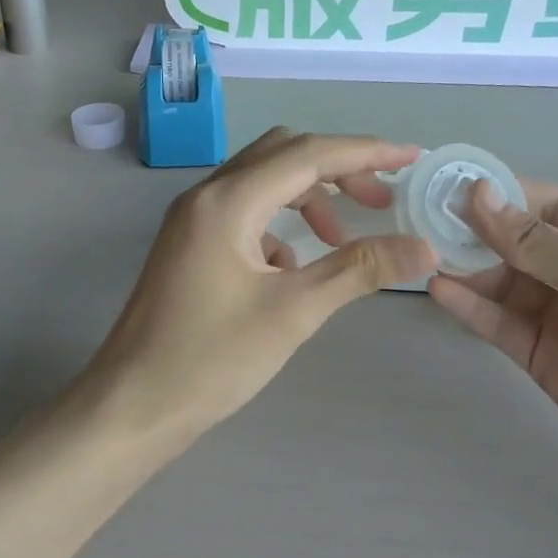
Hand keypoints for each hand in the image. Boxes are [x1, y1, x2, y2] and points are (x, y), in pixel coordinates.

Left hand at [86, 130, 436, 452]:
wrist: (133, 405)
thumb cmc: (211, 359)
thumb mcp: (293, 312)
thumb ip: (359, 270)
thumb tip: (424, 248)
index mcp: (227, 201)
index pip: (308, 154)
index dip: (365, 152)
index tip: (411, 159)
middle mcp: (206, 196)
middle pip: (282, 155)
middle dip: (337, 170)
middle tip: (380, 202)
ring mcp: (191, 220)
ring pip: (262, 183)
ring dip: (308, 199)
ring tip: (341, 241)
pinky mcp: (188, 245)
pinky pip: (243, 214)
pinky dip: (279, 226)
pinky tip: (292, 270)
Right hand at [427, 179, 557, 533]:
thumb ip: (541, 245)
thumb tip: (476, 197)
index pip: (546, 205)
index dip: (498, 193)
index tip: (446, 184)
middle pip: (515, 243)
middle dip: (471, 230)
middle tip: (418, 218)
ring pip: (500, 283)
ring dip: (463, 267)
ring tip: (418, 251)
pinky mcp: (542, 361)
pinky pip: (499, 325)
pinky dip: (468, 308)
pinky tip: (437, 291)